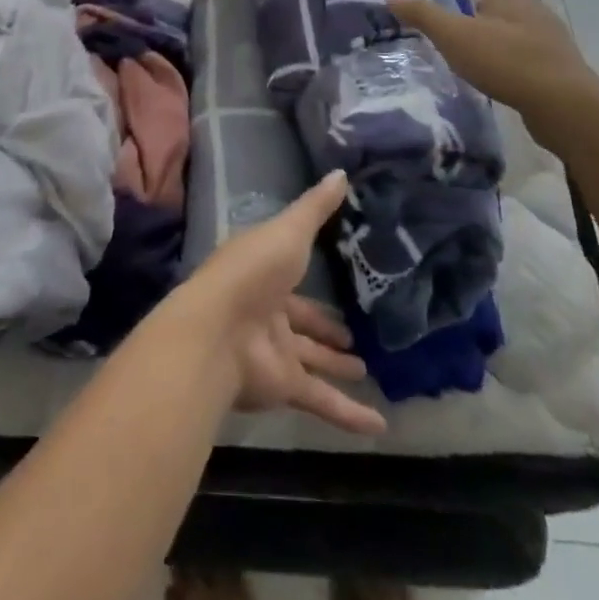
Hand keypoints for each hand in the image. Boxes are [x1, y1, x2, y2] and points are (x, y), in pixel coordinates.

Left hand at [183, 172, 386, 436]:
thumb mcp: (289, 230)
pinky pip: (322, 400)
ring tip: (367, 369)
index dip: (315, 278)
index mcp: (264, 271)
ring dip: (336, 366)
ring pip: (311, 360)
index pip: (293, 274)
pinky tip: (380, 427)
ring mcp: (273, 350)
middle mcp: (267, 310)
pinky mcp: (283, 386)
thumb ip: (316, 208)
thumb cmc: (252, 270)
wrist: (218, 330)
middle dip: (325, 328)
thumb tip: (341, 173)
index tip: (342, 281)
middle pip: (301, 321)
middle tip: (356, 336)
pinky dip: (348, 415)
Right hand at [387, 0, 598, 147]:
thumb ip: (423, 15)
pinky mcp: (559, 67)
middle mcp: (534, 8)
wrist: (565, 105)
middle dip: (481, 7)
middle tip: (456, 25)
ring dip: (496, 34)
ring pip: (518, 26)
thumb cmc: (506, 59)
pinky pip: (529, 52)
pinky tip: (496, 77)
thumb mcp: (454, 36)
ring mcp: (551, 38)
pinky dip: (510, 57)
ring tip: (472, 53)